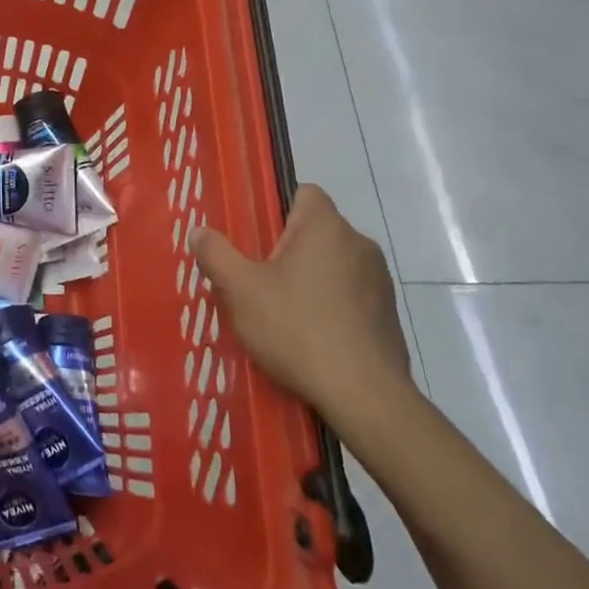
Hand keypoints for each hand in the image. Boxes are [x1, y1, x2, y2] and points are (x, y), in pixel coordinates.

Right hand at [191, 185, 409, 417]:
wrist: (364, 395)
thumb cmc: (297, 328)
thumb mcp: (240, 290)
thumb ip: (216, 254)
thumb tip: (199, 230)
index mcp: (325, 227)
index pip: (304, 192)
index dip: (276, 208)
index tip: (255, 236)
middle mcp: (359, 244)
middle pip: (316, 231)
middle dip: (287, 249)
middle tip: (256, 278)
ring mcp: (380, 281)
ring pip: (334, 265)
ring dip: (311, 279)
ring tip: (281, 312)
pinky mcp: (389, 316)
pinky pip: (352, 297)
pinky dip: (331, 307)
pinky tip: (310, 338)